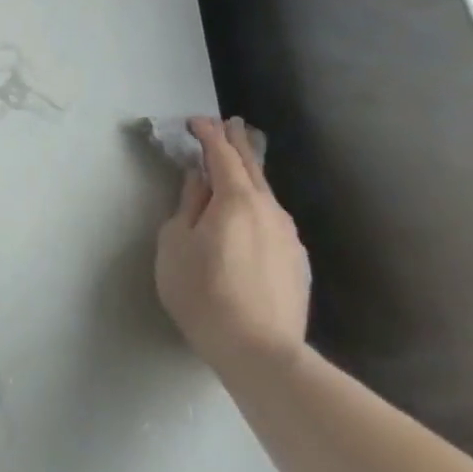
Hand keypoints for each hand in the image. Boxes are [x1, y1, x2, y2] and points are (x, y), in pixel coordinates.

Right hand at [155, 117, 310, 377]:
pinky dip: (258, 206)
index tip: (196, 120)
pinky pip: (272, 221)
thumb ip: (188, 204)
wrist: (259, 350)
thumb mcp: (175, 242)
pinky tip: (250, 215)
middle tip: (229, 124)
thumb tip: (198, 180)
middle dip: (237, 144)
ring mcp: (289, 237)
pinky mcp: (297, 263)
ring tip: (237, 167)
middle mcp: (270, 211)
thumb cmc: (202, 291)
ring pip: (266, 196)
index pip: (221, 156)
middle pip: (252, 168)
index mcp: (237, 200)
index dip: (208, 135)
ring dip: (249, 176)